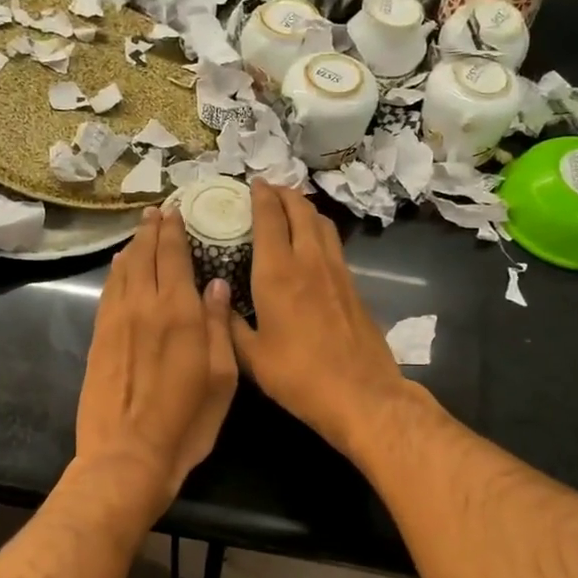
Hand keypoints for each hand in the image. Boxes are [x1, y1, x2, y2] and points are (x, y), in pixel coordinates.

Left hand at [76, 207, 238, 509]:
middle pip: (144, 255)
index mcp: (178, 312)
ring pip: (122, 269)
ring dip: (133, 246)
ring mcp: (116, 321)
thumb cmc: (185, 423)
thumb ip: (219, 327)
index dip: (173, 230)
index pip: (173, 256)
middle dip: (151, 229)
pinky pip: (108, 292)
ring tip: (141, 230)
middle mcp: (143, 306)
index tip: (175, 210)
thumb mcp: (221, 378)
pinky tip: (120, 267)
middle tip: (156, 210)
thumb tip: (218, 285)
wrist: (126, 455)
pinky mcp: (98, 338)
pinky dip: (116, 272)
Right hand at [229, 181, 416, 455]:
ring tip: (291, 207)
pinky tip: (312, 242)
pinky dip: (319, 230)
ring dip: (305, 207)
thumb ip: (230, 324)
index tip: (252, 184)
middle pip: (300, 210)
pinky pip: (333, 243)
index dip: (260, 196)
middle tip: (269, 189)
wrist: (361, 393)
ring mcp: (336, 271)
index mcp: (277, 273)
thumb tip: (217, 298)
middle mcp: (308, 261)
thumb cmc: (299, 376)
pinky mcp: (353, 285)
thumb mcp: (251, 357)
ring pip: (322, 223)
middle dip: (284, 193)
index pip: (269, 218)